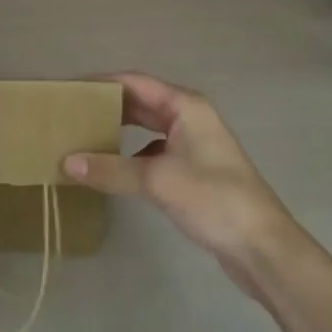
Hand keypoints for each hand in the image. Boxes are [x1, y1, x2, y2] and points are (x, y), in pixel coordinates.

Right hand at [64, 72, 301, 296]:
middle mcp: (189, 117)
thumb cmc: (215, 200)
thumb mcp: (158, 181)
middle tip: (71, 111)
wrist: (265, 250)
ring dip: (118, 129)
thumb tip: (66, 163)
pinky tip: (112, 167)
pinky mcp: (194, 170)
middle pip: (140, 102)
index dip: (101, 82)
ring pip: (147, 127)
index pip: (133, 82)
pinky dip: (131, 154)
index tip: (69, 88)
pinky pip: (153, 150)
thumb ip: (111, 169)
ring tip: (84, 134)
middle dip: (107, 105)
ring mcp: (193, 144)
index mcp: (184, 105)